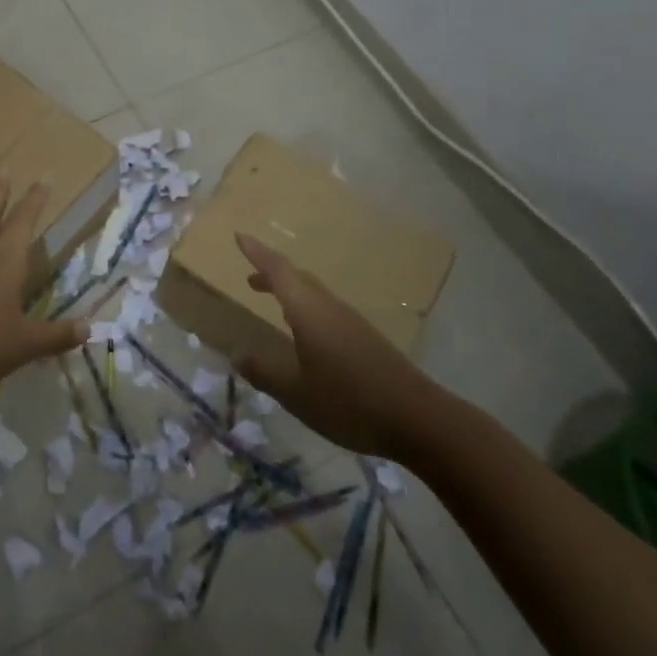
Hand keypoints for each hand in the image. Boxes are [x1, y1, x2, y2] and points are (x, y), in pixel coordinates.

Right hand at [232, 232, 432, 458]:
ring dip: (291, 292)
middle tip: (249, 278)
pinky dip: (307, 311)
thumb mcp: (295, 392)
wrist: (417, 419)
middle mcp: (329, 307)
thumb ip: (264, 372)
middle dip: (271, 274)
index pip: (277, 271)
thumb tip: (239, 355)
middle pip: (297, 278)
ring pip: (314, 295)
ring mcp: (351, 322)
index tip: (239, 236)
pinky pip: (327, 312)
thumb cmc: (348, 401)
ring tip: (273, 302)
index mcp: (308, 311)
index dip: (257, 253)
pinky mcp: (365, 339)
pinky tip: (306, 335)